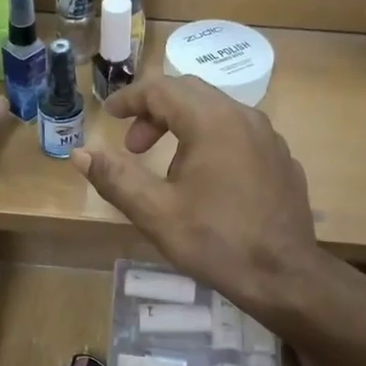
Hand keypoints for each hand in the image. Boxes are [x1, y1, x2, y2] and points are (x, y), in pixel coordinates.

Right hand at [71, 75, 319, 315]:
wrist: (284, 276)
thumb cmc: (216, 242)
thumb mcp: (156, 212)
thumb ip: (115, 178)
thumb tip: (80, 154)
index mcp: (212, 121)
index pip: (162, 89)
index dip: (129, 99)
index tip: (108, 115)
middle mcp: (245, 117)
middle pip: (191, 93)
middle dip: (155, 112)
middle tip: (133, 146)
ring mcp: (269, 137)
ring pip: (217, 112)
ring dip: (183, 126)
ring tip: (166, 168)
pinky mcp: (281, 160)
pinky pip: (239, 134)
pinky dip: (211, 141)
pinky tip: (206, 181)